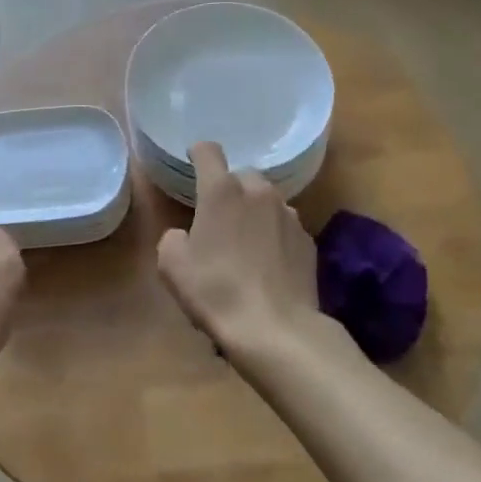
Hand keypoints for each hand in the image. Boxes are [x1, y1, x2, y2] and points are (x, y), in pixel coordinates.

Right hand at [156, 142, 317, 353]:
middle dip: (229, 190)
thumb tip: (186, 236)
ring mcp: (289, 215)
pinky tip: (268, 265)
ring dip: (254, 212)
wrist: (276, 330)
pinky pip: (285, 227)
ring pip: (267, 201)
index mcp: (222, 191)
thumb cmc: (216, 291)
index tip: (192, 164)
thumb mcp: (172, 265)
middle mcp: (259, 192)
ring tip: (246, 245)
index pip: (208, 151)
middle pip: (241, 176)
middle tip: (219, 219)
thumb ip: (174, 237)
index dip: (197, 154)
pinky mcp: (308, 241)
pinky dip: (274, 236)